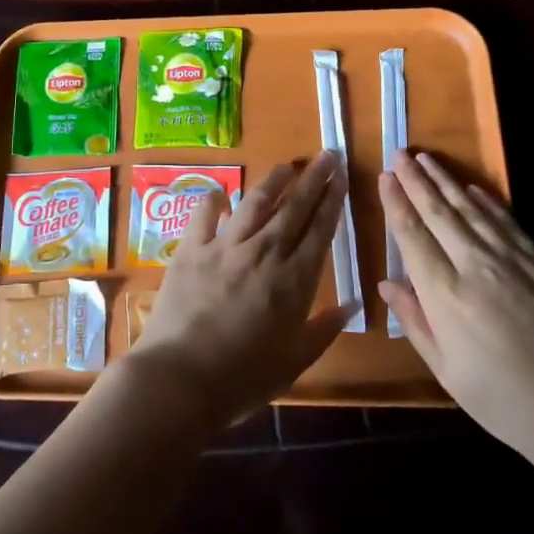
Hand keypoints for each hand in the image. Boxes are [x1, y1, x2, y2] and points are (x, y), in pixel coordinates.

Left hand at [126, 151, 351, 428]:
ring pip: (255, 202)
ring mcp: (225, 247)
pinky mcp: (191, 249)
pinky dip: (213, 200)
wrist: (181, 378)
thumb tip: (352, 304)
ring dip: (274, 180)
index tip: (343, 177)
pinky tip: (220, 194)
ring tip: (288, 165)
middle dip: (314, 179)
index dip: (333, 201)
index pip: (320, 230)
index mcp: (293, 281)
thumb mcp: (294, 363)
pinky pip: (204, 214)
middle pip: (294, 208)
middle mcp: (264, 253)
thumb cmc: (243, 378)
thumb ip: (324, 330)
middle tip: (328, 154)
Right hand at [377, 149, 533, 472]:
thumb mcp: (444, 369)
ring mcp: (512, 262)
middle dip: (416, 181)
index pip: (412, 236)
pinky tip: (473, 189)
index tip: (384, 177)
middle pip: (439, 213)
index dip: (396, 203)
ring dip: (446, 182)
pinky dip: (487, 202)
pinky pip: (508, 223)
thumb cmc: (499, 398)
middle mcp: (475, 267)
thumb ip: (414, 321)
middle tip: (400, 154)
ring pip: (472, 210)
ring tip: (427, 159)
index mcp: (445, 295)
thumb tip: (386, 284)